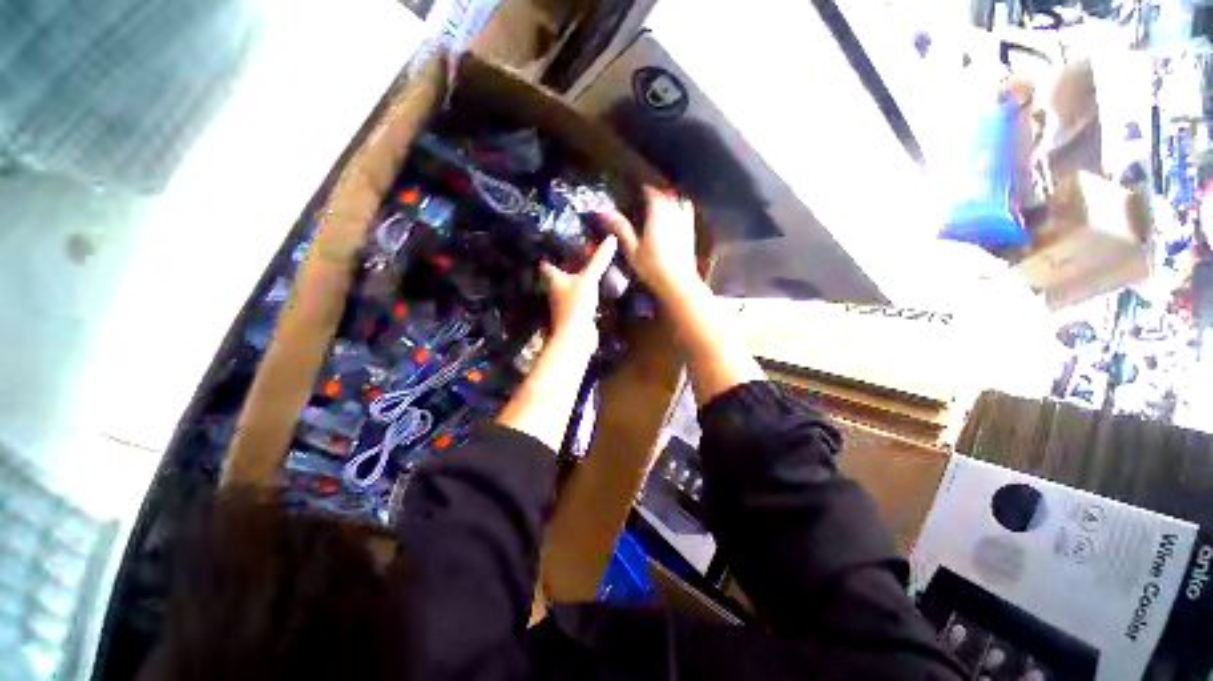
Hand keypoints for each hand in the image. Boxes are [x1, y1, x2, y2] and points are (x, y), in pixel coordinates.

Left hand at [539, 235, 618, 348]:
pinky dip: (584, 295)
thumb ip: (599, 260)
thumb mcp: (589, 278)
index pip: (547, 265)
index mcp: (554, 280)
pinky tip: (594, 290)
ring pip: (569, 289)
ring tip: (587, 269)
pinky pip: (579, 300)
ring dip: (575, 281)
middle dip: (565, 267)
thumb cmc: (576, 304)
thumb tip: (612, 238)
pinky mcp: (575, 315)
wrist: (576, 336)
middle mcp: (556, 291)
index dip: (549, 255)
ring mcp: (565, 304)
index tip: (554, 244)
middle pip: (557, 277)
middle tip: (576, 254)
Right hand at [597, 187, 699, 298]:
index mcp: (657, 214)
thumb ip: (621, 228)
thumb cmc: (652, 267)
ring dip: (670, 198)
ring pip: (679, 201)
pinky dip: (681, 208)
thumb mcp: (632, 250)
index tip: (636, 187)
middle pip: (666, 194)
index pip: (652, 192)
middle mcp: (673, 213)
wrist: (678, 283)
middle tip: (646, 195)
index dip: (644, 187)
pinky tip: (676, 215)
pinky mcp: (691, 232)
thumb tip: (605, 212)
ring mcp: (685, 222)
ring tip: (661, 203)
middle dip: (656, 192)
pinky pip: (687, 212)